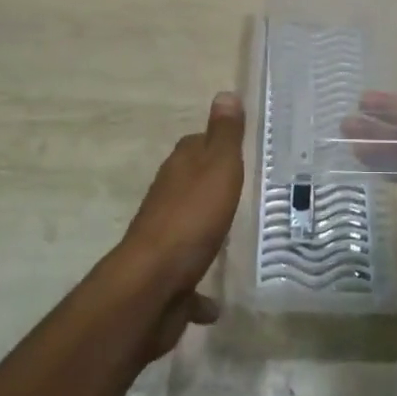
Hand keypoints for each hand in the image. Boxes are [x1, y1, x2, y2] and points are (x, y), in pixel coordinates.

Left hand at [117, 92, 245, 360]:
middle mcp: (166, 199)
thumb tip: (225, 92)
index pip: (196, 145)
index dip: (215, 144)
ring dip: (203, 233)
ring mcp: (163, 240)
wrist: (152, 286)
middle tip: (244, 191)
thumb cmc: (191, 218)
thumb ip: (224, 135)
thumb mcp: (218, 167)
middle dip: (211, 187)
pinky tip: (215, 303)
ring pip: (187, 230)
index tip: (239, 148)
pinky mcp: (165, 280)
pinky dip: (199, 290)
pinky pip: (187, 280)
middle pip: (190, 185)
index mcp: (179, 169)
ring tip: (231, 239)